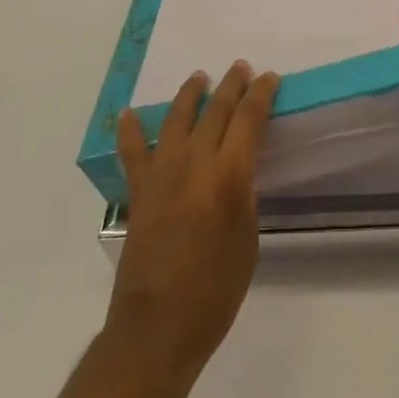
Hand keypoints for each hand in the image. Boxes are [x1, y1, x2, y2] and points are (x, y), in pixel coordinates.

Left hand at [107, 62, 278, 376]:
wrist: (157, 328)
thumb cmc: (215, 290)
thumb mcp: (248, 239)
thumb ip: (243, 195)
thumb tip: (235, 171)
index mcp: (228, 175)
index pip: (249, 119)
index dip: (261, 95)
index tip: (270, 78)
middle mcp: (194, 162)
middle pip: (215, 110)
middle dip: (231, 85)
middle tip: (241, 69)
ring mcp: (161, 173)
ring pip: (176, 118)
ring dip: (190, 94)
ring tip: (199, 78)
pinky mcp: (138, 190)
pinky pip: (132, 151)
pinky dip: (130, 130)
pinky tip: (128, 114)